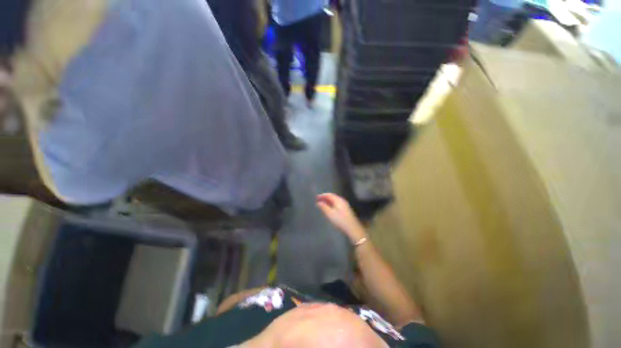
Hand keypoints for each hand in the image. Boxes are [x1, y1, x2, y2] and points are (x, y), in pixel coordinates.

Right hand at [316, 193, 366, 243]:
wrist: (352, 228)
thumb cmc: (340, 220)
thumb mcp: (330, 214)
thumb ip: (324, 207)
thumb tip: (318, 202)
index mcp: (338, 200)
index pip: (329, 195)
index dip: (322, 195)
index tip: (316, 197)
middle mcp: (342, 200)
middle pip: (332, 197)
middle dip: (325, 198)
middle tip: (318, 200)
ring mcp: (345, 205)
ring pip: (335, 200)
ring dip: (328, 201)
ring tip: (322, 204)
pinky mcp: (346, 210)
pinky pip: (337, 204)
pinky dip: (331, 204)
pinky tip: (329, 208)